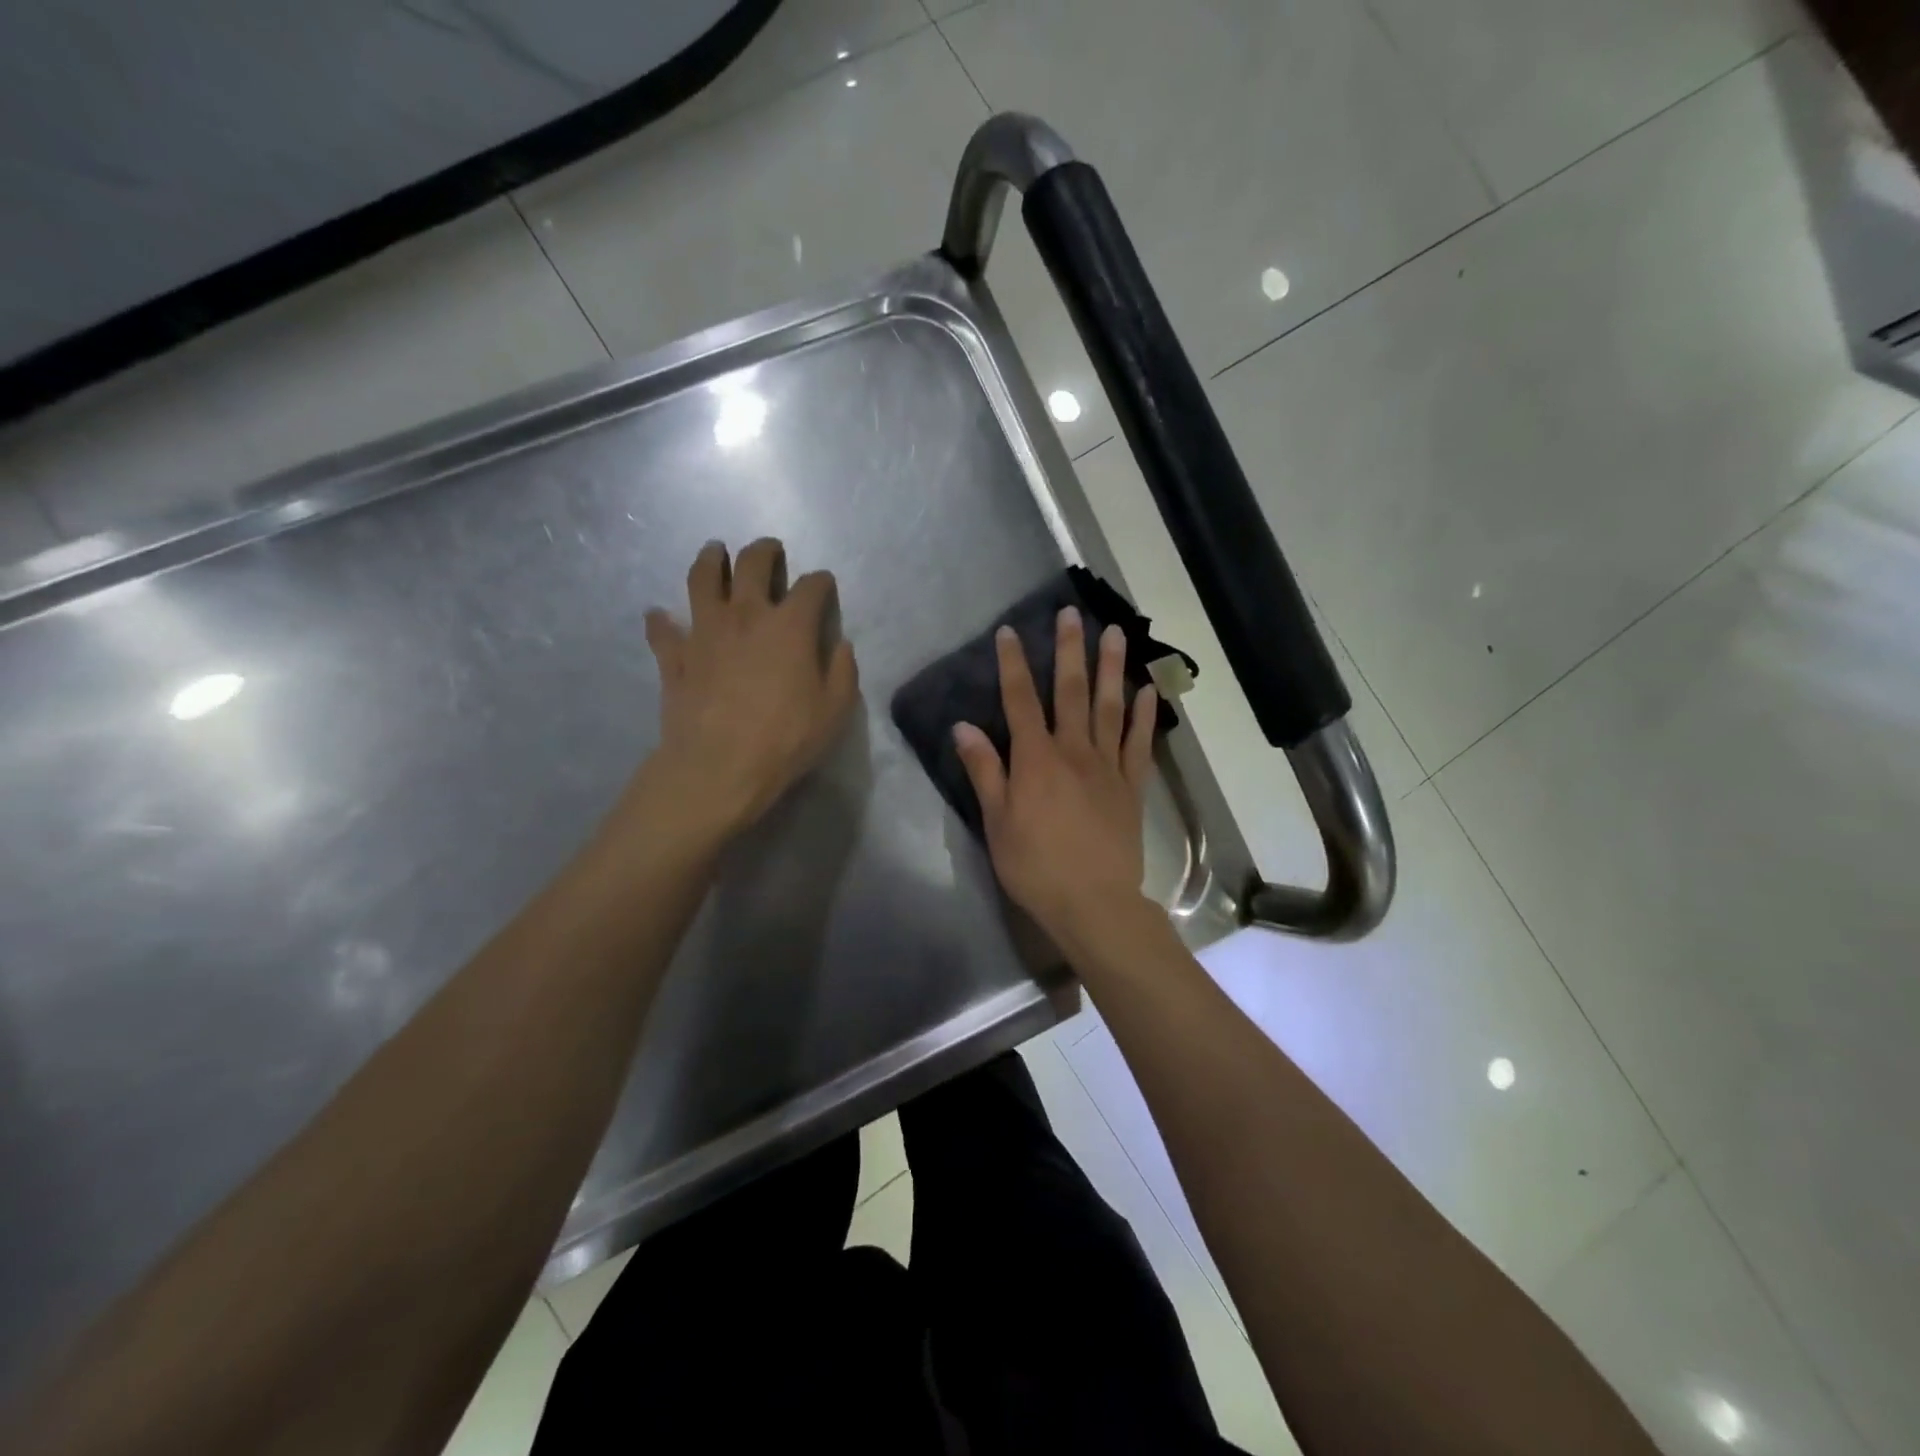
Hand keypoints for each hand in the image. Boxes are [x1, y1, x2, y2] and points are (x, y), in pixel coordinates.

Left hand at [639, 538, 859, 838]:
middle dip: (764, 552)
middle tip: (769, 550)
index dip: (821, 581)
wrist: (718, 767)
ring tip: (714, 552)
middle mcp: (745, 615)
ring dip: (710, 560)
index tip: (824, 584)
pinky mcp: (674, 657)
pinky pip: (662, 630)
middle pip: (752, 565)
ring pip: (702, 579)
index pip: (811, 587)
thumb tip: (841, 646)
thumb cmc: (785, 740)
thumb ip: (843, 672)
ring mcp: (704, 632)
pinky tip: (659, 615)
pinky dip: (661, 620)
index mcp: (790, 626)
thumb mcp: (835, 711)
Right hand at [953, 607, 1158, 943]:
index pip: (1020, 701)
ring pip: (1109, 707)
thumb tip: (964, 727)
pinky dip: (1144, 715)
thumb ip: (985, 771)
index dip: (1013, 665)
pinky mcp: (1131, 786)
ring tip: (1116, 634)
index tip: (1010, 632)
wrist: (1094, 902)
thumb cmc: (1036, 865)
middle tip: (1072, 613)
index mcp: (1036, 759)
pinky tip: (1148, 690)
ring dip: (1111, 669)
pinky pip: (1138, 743)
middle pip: (1070, 692)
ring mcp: (1107, 766)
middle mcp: (1074, 751)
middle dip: (1069, 650)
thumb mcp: (997, 822)